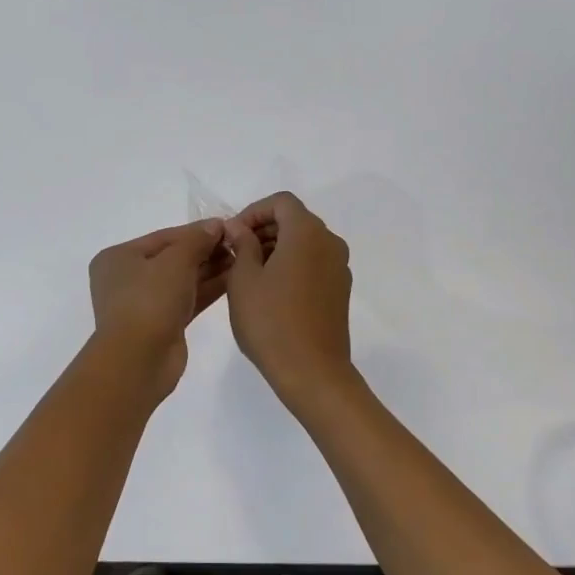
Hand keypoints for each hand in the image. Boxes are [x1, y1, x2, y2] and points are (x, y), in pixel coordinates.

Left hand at [88, 220, 230, 397]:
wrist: (139, 360)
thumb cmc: (150, 300)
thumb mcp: (176, 261)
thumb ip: (197, 240)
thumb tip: (215, 225)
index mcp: (119, 257)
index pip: (164, 237)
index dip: (197, 231)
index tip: (227, 226)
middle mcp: (127, 278)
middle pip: (173, 258)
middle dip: (205, 251)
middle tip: (238, 244)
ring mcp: (144, 303)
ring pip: (182, 280)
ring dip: (210, 269)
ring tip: (241, 259)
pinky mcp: (162, 324)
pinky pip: (187, 299)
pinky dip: (207, 289)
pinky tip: (233, 279)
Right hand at [222, 193, 357, 413]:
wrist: (313, 373)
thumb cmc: (271, 321)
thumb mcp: (244, 279)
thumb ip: (242, 245)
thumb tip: (238, 227)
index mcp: (307, 233)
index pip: (281, 202)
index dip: (254, 211)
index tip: (233, 234)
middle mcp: (329, 242)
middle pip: (295, 219)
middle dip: (264, 229)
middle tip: (236, 252)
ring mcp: (339, 267)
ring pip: (305, 242)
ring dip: (277, 247)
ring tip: (249, 273)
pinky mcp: (340, 290)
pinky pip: (314, 263)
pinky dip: (292, 264)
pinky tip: (271, 291)